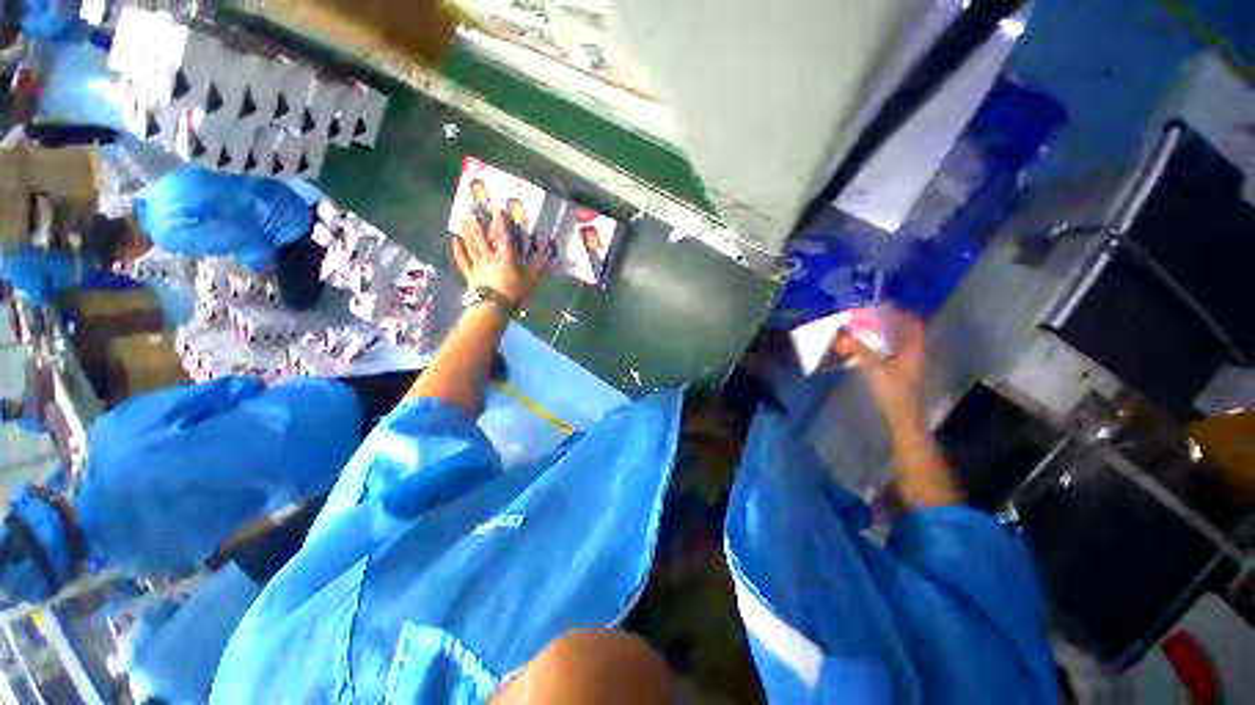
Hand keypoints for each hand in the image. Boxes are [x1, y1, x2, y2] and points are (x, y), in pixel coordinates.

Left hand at [452, 210, 549, 306]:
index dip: (501, 223)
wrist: (493, 308)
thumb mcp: (531, 281)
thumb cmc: (514, 294)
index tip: (498, 209)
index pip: (504, 237)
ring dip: (466, 232)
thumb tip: (551, 254)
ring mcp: (477, 265)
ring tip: (463, 220)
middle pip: (481, 237)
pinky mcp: (470, 275)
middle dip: (477, 222)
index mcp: (505, 258)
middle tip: (471, 208)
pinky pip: (462, 260)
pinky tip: (455, 240)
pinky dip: (458, 249)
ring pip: (470, 245)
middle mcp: (489, 257)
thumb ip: (540, 267)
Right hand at [835, 308, 926, 434]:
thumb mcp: (875, 371)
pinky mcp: (897, 374)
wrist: (903, 421)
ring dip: (876, 336)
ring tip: (857, 333)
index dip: (897, 313)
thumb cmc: (893, 394)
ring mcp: (905, 365)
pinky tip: (859, 350)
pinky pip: (886, 353)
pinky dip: (874, 348)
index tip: (877, 309)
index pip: (911, 324)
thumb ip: (860, 351)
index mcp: (913, 350)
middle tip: (860, 321)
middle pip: (900, 332)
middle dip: (881, 324)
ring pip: (892, 343)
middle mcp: (912, 354)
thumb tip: (844, 336)